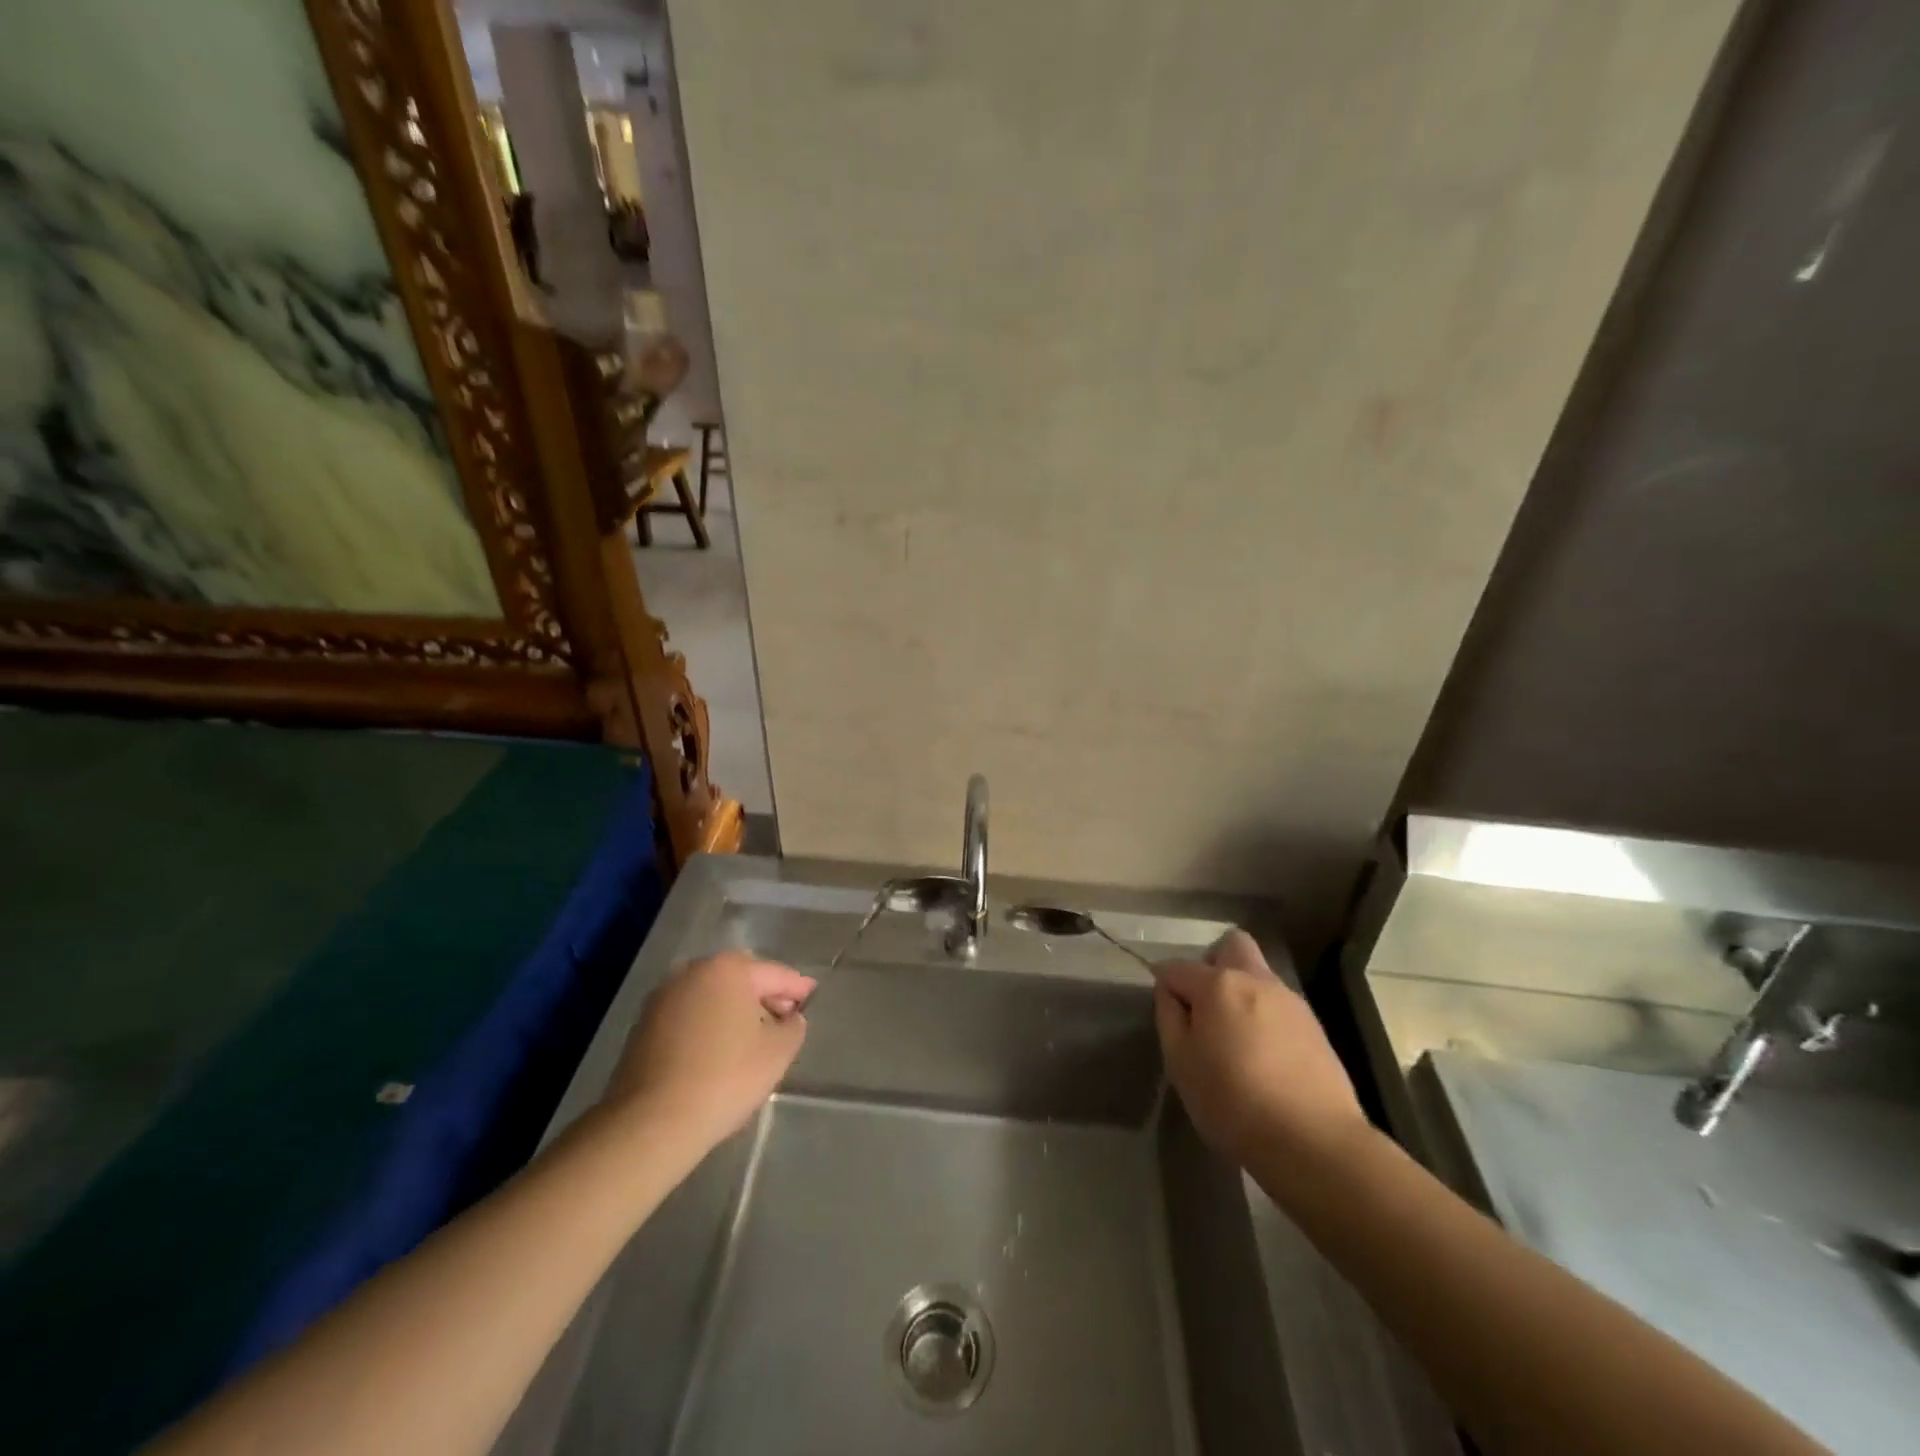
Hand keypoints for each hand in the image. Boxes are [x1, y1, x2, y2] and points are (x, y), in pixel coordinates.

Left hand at [599, 951, 815, 1153]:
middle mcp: (692, 971)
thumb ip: (793, 1026)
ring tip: (752, 1040)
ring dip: (733, 1010)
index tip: (813, 997)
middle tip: (784, 1020)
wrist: (651, 1123)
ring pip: (711, 996)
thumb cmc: (725, 1078)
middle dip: (764, 995)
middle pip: (740, 979)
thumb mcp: (778, 1052)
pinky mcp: (643, 1025)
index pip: (775, 974)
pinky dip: (707, 1026)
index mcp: (728, 968)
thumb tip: (789, 1018)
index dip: (798, 988)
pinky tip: (718, 1052)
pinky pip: (689, 1016)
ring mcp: (662, 997)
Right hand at [1154, 929, 1368, 1177]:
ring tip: (1235, 1039)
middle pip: (1231, 946)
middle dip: (1212, 964)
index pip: (1176, 967)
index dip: (1165, 986)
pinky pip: (1278, 1005)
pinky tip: (1264, 1056)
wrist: (1315, 1142)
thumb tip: (1170, 992)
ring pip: (1258, 975)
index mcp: (1218, 984)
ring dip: (1241, 992)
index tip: (1167, 1015)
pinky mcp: (1314, 1026)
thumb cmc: (1233, 1102)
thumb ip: (1169, 1017)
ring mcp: (1290, 1000)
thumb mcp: (1180, 1063)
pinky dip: (1264, 1016)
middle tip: (1205, 1007)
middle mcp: (1256, 979)